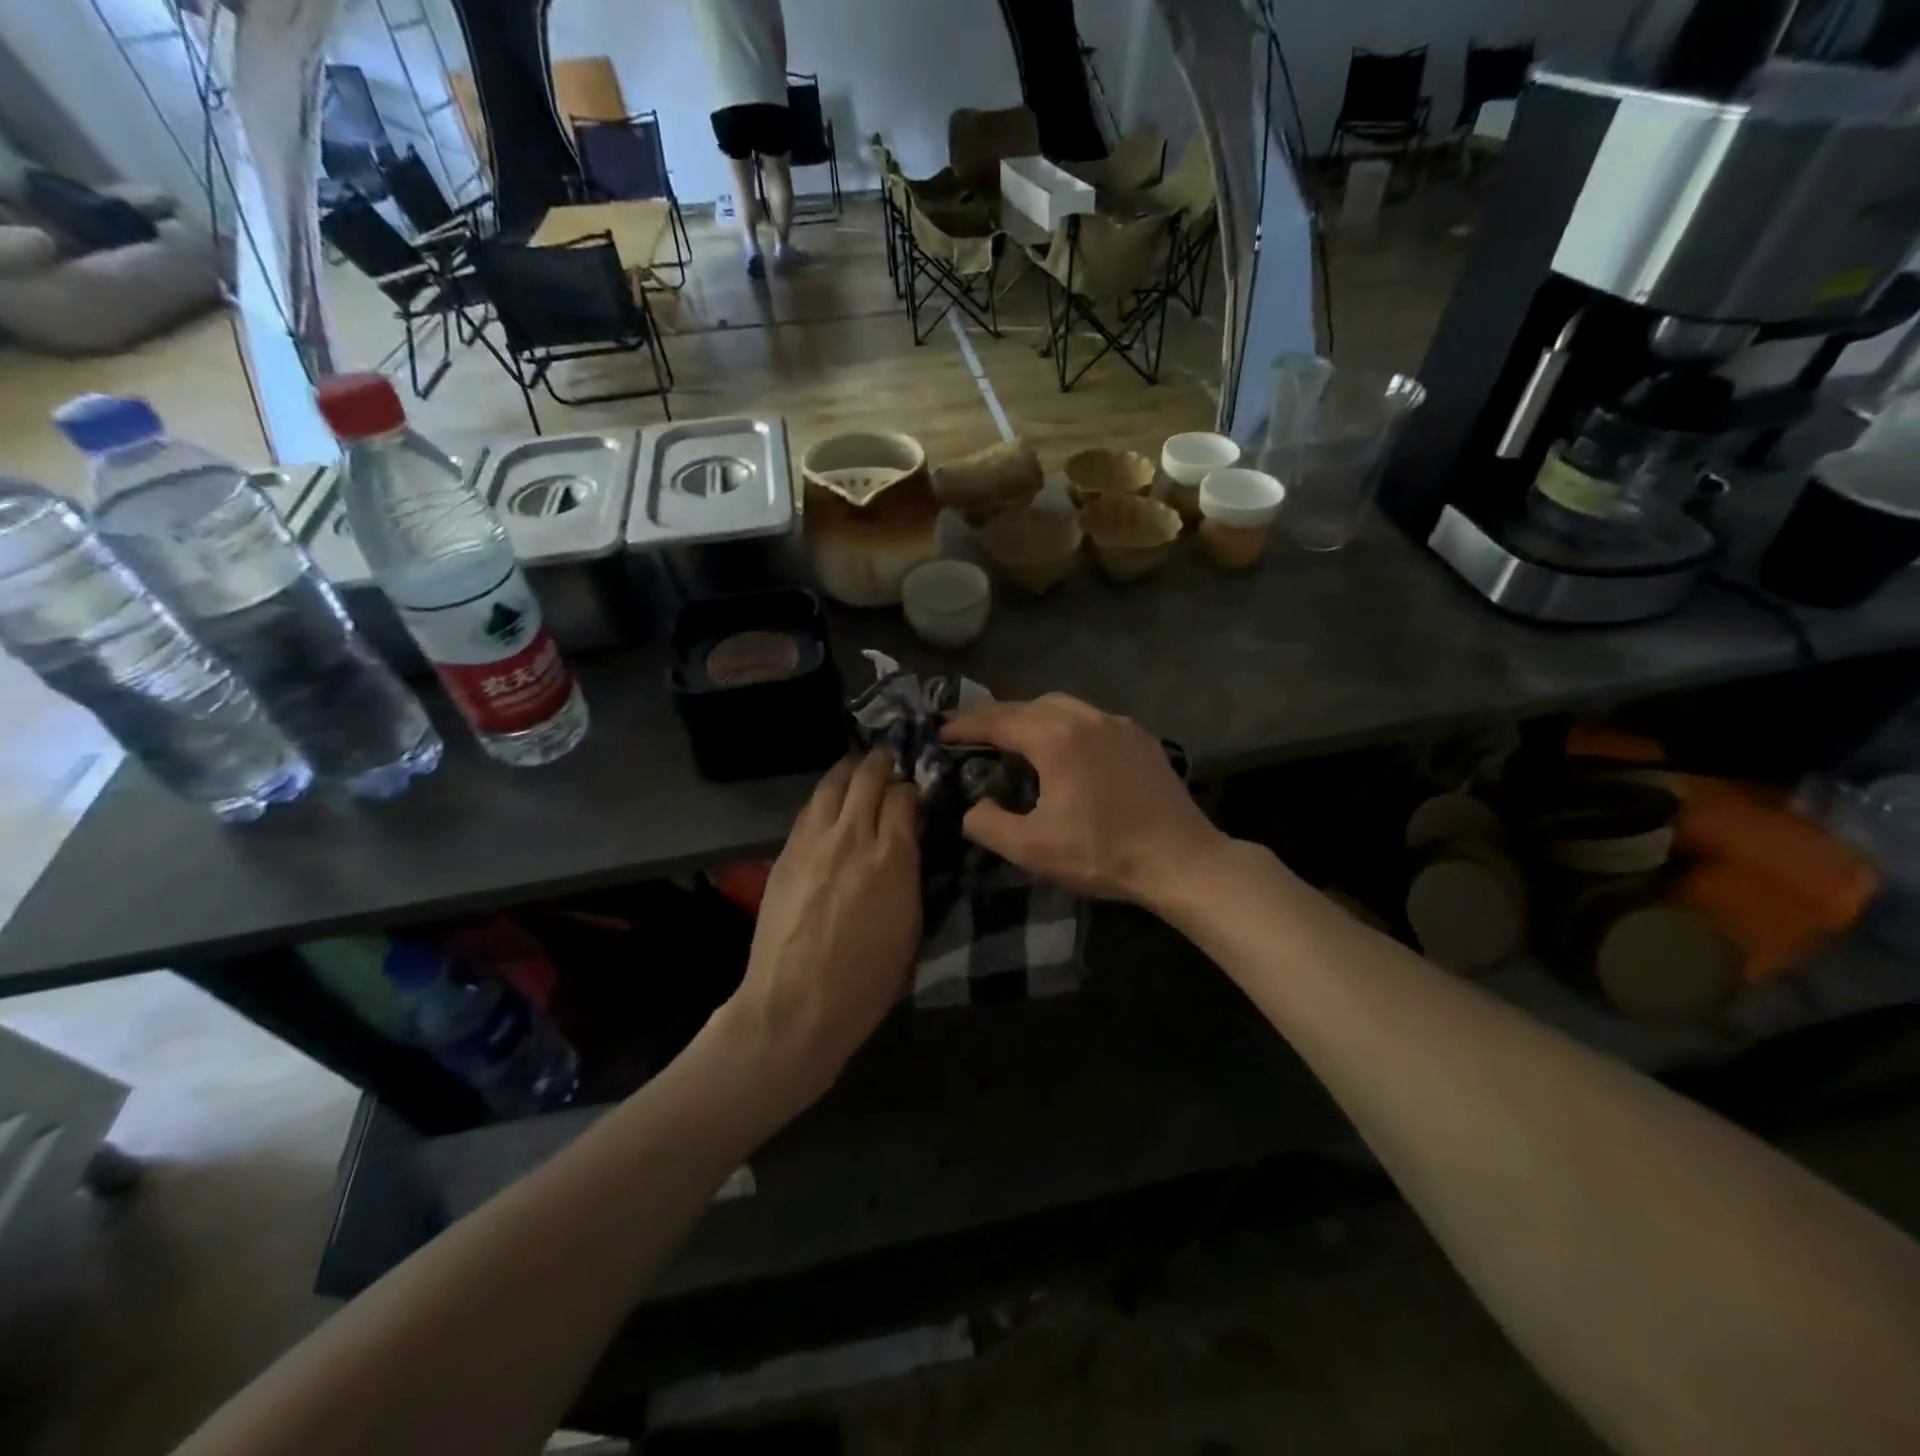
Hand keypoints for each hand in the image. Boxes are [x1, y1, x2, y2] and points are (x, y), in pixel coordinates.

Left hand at [724, 752, 921, 1105]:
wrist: (795, 1006)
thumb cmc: (866, 981)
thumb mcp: (910, 927)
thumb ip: (911, 872)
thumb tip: (909, 840)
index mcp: (892, 856)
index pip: (904, 796)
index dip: (912, 788)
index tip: (915, 794)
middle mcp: (851, 836)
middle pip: (867, 776)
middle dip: (883, 763)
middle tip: (890, 763)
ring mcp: (812, 842)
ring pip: (832, 784)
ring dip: (850, 773)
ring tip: (859, 773)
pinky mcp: (784, 854)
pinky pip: (808, 810)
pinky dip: (825, 799)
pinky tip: (829, 806)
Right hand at [939, 695, 1227, 905]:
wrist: (1181, 860)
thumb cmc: (1103, 853)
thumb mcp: (1032, 849)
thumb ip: (987, 824)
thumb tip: (973, 807)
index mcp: (1057, 738)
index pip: (998, 720)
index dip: (965, 725)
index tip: (940, 731)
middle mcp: (1087, 718)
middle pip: (1029, 704)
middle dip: (997, 717)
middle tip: (973, 736)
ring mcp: (1119, 724)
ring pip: (1063, 707)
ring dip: (1032, 718)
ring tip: (1015, 741)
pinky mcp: (1141, 738)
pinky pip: (1091, 720)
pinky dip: (1065, 726)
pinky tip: (1065, 753)